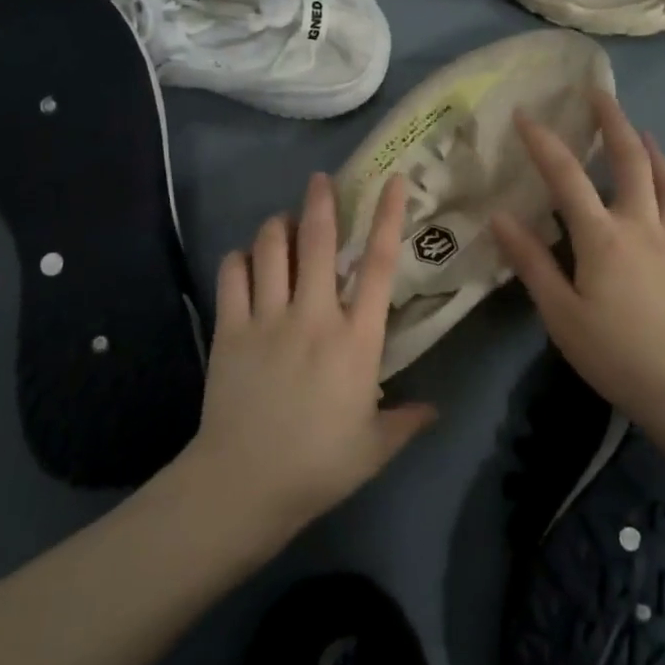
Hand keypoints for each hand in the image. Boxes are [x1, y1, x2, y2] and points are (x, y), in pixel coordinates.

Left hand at [186, 172, 436, 536]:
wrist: (245, 484)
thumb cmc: (319, 465)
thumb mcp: (375, 447)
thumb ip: (408, 421)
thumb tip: (435, 409)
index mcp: (356, 338)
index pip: (377, 265)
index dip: (387, 217)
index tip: (392, 182)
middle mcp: (313, 315)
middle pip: (317, 241)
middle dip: (320, 202)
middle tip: (320, 180)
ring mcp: (267, 318)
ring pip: (269, 249)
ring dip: (277, 226)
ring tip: (282, 222)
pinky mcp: (230, 329)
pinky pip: (232, 275)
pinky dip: (239, 258)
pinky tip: (245, 260)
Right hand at [491, 90, 664, 430]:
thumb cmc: (613, 354)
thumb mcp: (559, 312)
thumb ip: (531, 262)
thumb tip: (500, 217)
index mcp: (602, 237)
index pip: (567, 178)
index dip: (544, 143)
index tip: (525, 116)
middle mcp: (642, 228)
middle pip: (632, 163)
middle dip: (614, 124)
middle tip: (600, 95)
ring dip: (656, 154)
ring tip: (643, 133)